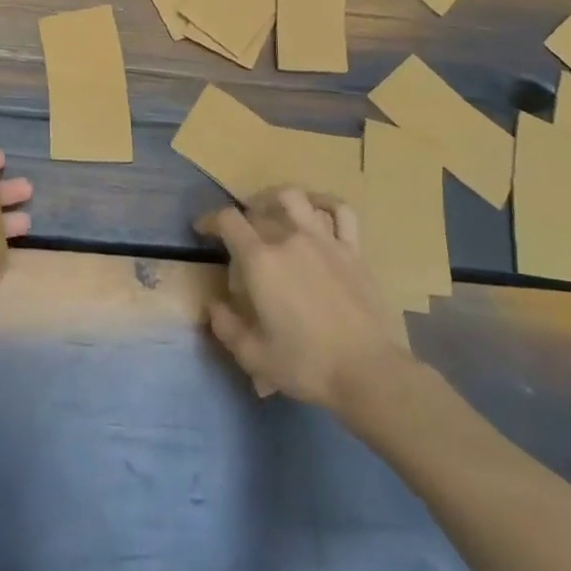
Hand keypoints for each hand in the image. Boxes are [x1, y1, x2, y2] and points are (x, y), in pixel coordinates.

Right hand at [196, 187, 406, 408]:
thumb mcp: (254, 356)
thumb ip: (226, 327)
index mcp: (261, 260)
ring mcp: (324, 239)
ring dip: (276, 199)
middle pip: (258, 211)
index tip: (202, 229)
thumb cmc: (306, 364)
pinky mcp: (352, 249)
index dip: (210, 220)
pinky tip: (317, 209)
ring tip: (271, 210)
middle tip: (238, 236)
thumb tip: (214, 306)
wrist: (368, 371)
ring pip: (295, 198)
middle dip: (242, 218)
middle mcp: (289, 238)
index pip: (228, 220)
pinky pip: (340, 212)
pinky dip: (325, 203)